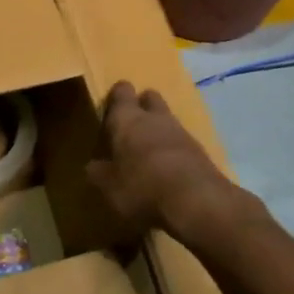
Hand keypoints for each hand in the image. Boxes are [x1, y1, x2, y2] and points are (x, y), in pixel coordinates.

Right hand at [87, 82, 238, 244]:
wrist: (198, 201)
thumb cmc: (142, 187)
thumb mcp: (110, 187)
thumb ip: (100, 173)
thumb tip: (92, 166)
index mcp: (127, 119)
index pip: (122, 92)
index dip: (117, 96)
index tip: (111, 106)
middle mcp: (155, 118)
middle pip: (150, 97)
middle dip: (142, 105)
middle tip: (131, 125)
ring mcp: (182, 132)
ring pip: (168, 119)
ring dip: (159, 130)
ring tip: (148, 152)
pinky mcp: (201, 152)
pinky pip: (182, 143)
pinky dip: (174, 151)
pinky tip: (169, 170)